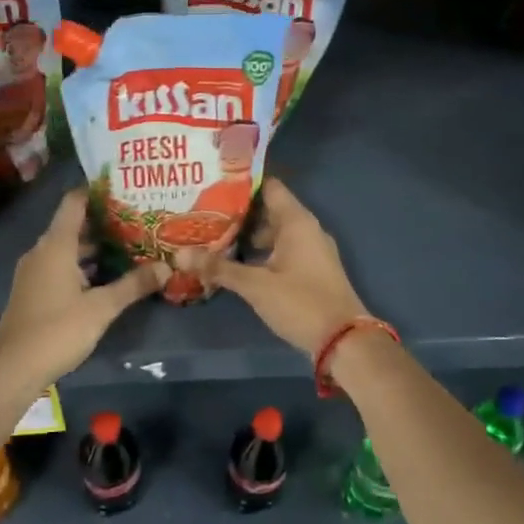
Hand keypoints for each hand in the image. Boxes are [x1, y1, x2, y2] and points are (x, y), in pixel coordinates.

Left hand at [0, 189, 165, 386]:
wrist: (12, 368)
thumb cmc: (58, 329)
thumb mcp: (102, 307)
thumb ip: (133, 285)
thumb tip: (166, 267)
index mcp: (56, 245)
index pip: (75, 202)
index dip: (97, 191)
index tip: (124, 187)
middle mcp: (42, 251)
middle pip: (74, 225)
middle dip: (105, 222)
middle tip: (139, 220)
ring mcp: (35, 272)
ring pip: (68, 249)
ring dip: (95, 247)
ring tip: (130, 246)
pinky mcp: (34, 291)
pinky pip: (61, 266)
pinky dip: (83, 265)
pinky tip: (107, 276)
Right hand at [210, 179, 371, 355]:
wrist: (344, 340)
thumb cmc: (300, 302)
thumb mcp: (255, 285)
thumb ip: (218, 268)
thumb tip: (179, 254)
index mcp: (297, 221)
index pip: (268, 187)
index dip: (242, 183)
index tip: (213, 183)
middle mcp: (307, 229)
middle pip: (269, 210)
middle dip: (238, 212)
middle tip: (204, 212)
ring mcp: (311, 250)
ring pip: (275, 233)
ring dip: (248, 235)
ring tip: (213, 236)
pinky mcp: (311, 270)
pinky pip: (282, 250)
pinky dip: (261, 252)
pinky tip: (238, 263)